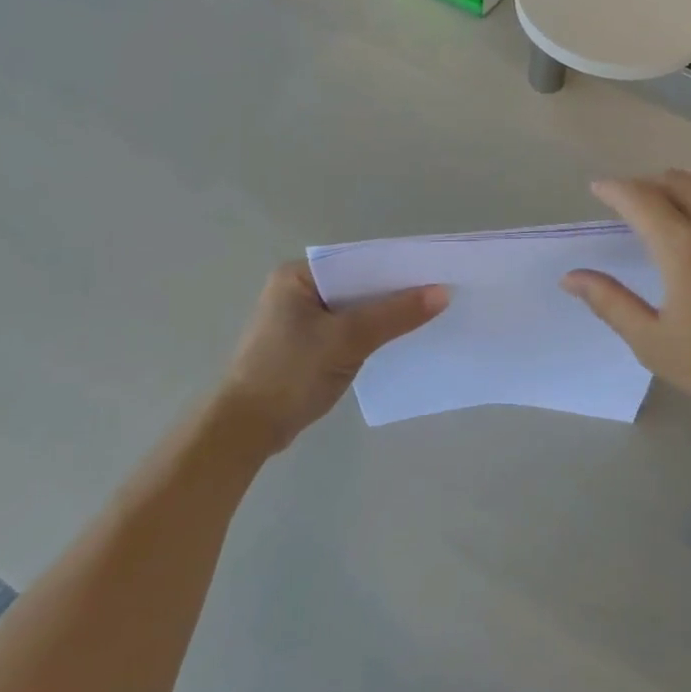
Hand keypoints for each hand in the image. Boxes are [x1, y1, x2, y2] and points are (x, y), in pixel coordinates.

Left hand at [216, 263, 447, 449]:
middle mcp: (298, 290)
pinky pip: (349, 329)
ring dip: (385, 314)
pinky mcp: (308, 345)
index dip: (396, 266)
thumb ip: (395, 314)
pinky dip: (372, 333)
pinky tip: (400, 339)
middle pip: (358, 284)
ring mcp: (302, 320)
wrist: (247, 430)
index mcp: (298, 276)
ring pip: (355, 309)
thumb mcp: (347, 339)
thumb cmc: (290, 373)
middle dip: (394, 291)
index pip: (356, 261)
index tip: (434, 272)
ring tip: (430, 314)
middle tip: (440, 293)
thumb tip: (443, 293)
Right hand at [562, 154, 690, 433]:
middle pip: (674, 183)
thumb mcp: (655, 343)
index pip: (639, 199)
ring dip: (687, 179)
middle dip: (648, 187)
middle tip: (637, 204)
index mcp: (682, 248)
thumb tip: (570, 277)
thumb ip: (611, 304)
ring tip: (675, 193)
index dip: (614, 189)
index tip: (600, 189)